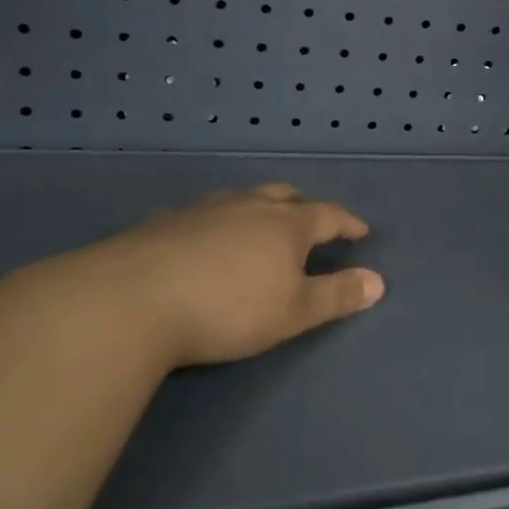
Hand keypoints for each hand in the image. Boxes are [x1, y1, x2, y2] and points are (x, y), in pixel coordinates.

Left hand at [49, 183, 383, 370]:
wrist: (130, 302)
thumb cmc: (228, 309)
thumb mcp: (294, 312)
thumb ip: (338, 296)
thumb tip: (379, 282)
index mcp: (286, 225)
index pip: (328, 215)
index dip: (348, 223)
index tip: (361, 232)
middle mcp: (248, 207)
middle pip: (284, 196)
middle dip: (304, 206)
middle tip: (313, 219)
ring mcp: (203, 211)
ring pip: (241, 199)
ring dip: (259, 208)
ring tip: (260, 223)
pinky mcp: (162, 223)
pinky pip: (201, 215)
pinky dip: (215, 222)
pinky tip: (203, 237)